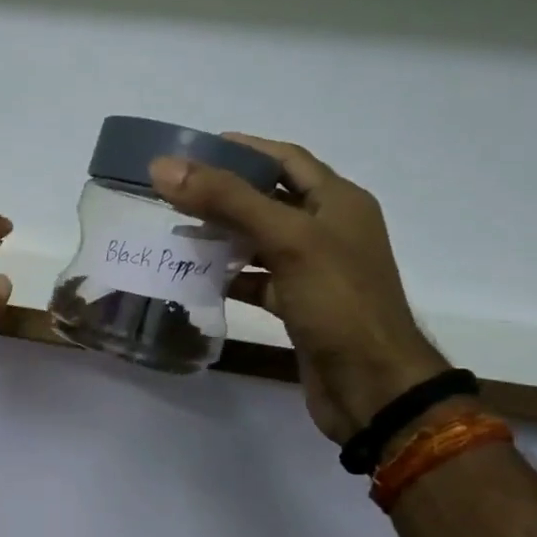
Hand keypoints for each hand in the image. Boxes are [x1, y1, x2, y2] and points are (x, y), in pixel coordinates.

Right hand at [150, 138, 445, 443]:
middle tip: (173, 192)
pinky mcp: (299, 305)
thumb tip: (164, 167)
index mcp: (338, 201)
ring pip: (260, 240)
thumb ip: (227, 200)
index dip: (242, 148)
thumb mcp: (286, 239)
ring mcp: (314, 270)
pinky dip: (229, 275)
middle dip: (223, 193)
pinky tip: (197, 276)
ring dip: (222, 235)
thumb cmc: (338, 302)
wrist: (372, 387)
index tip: (193, 150)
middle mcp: (329, 229)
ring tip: (177, 231)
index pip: (285, 158)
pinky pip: (258, 279)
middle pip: (269, 198)